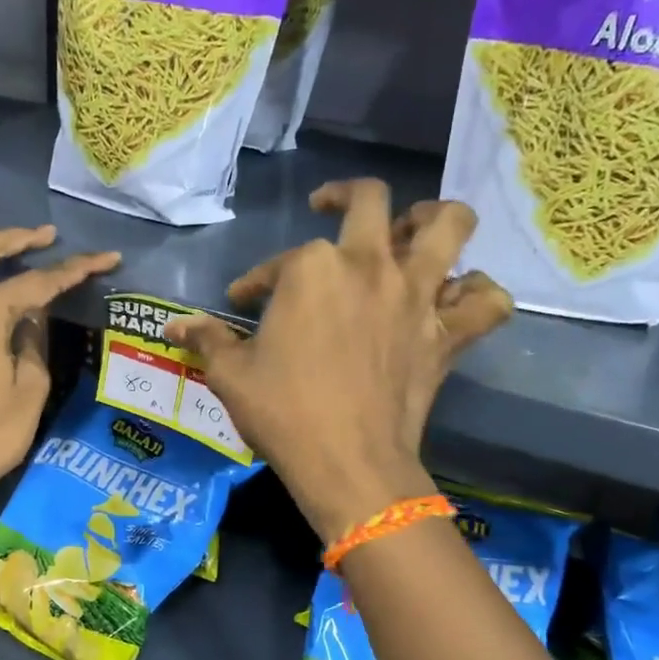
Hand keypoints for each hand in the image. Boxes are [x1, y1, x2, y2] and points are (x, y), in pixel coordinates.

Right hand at [166, 180, 511, 542]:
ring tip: (415, 227)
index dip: (256, 281)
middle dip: (345, 196)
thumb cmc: (283, 413)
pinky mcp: (447, 334)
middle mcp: (370, 264)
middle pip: (371, 201)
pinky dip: (480, 293)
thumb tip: (171, 327)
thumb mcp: (231, 374)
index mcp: (312, 268)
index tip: (243, 303)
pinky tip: (459, 297)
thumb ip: (205, 340)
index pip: (278, 262)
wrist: (347, 463)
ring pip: (450, 227)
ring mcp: (417, 295)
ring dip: (434, 219)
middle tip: (331, 209)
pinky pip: (487, 301)